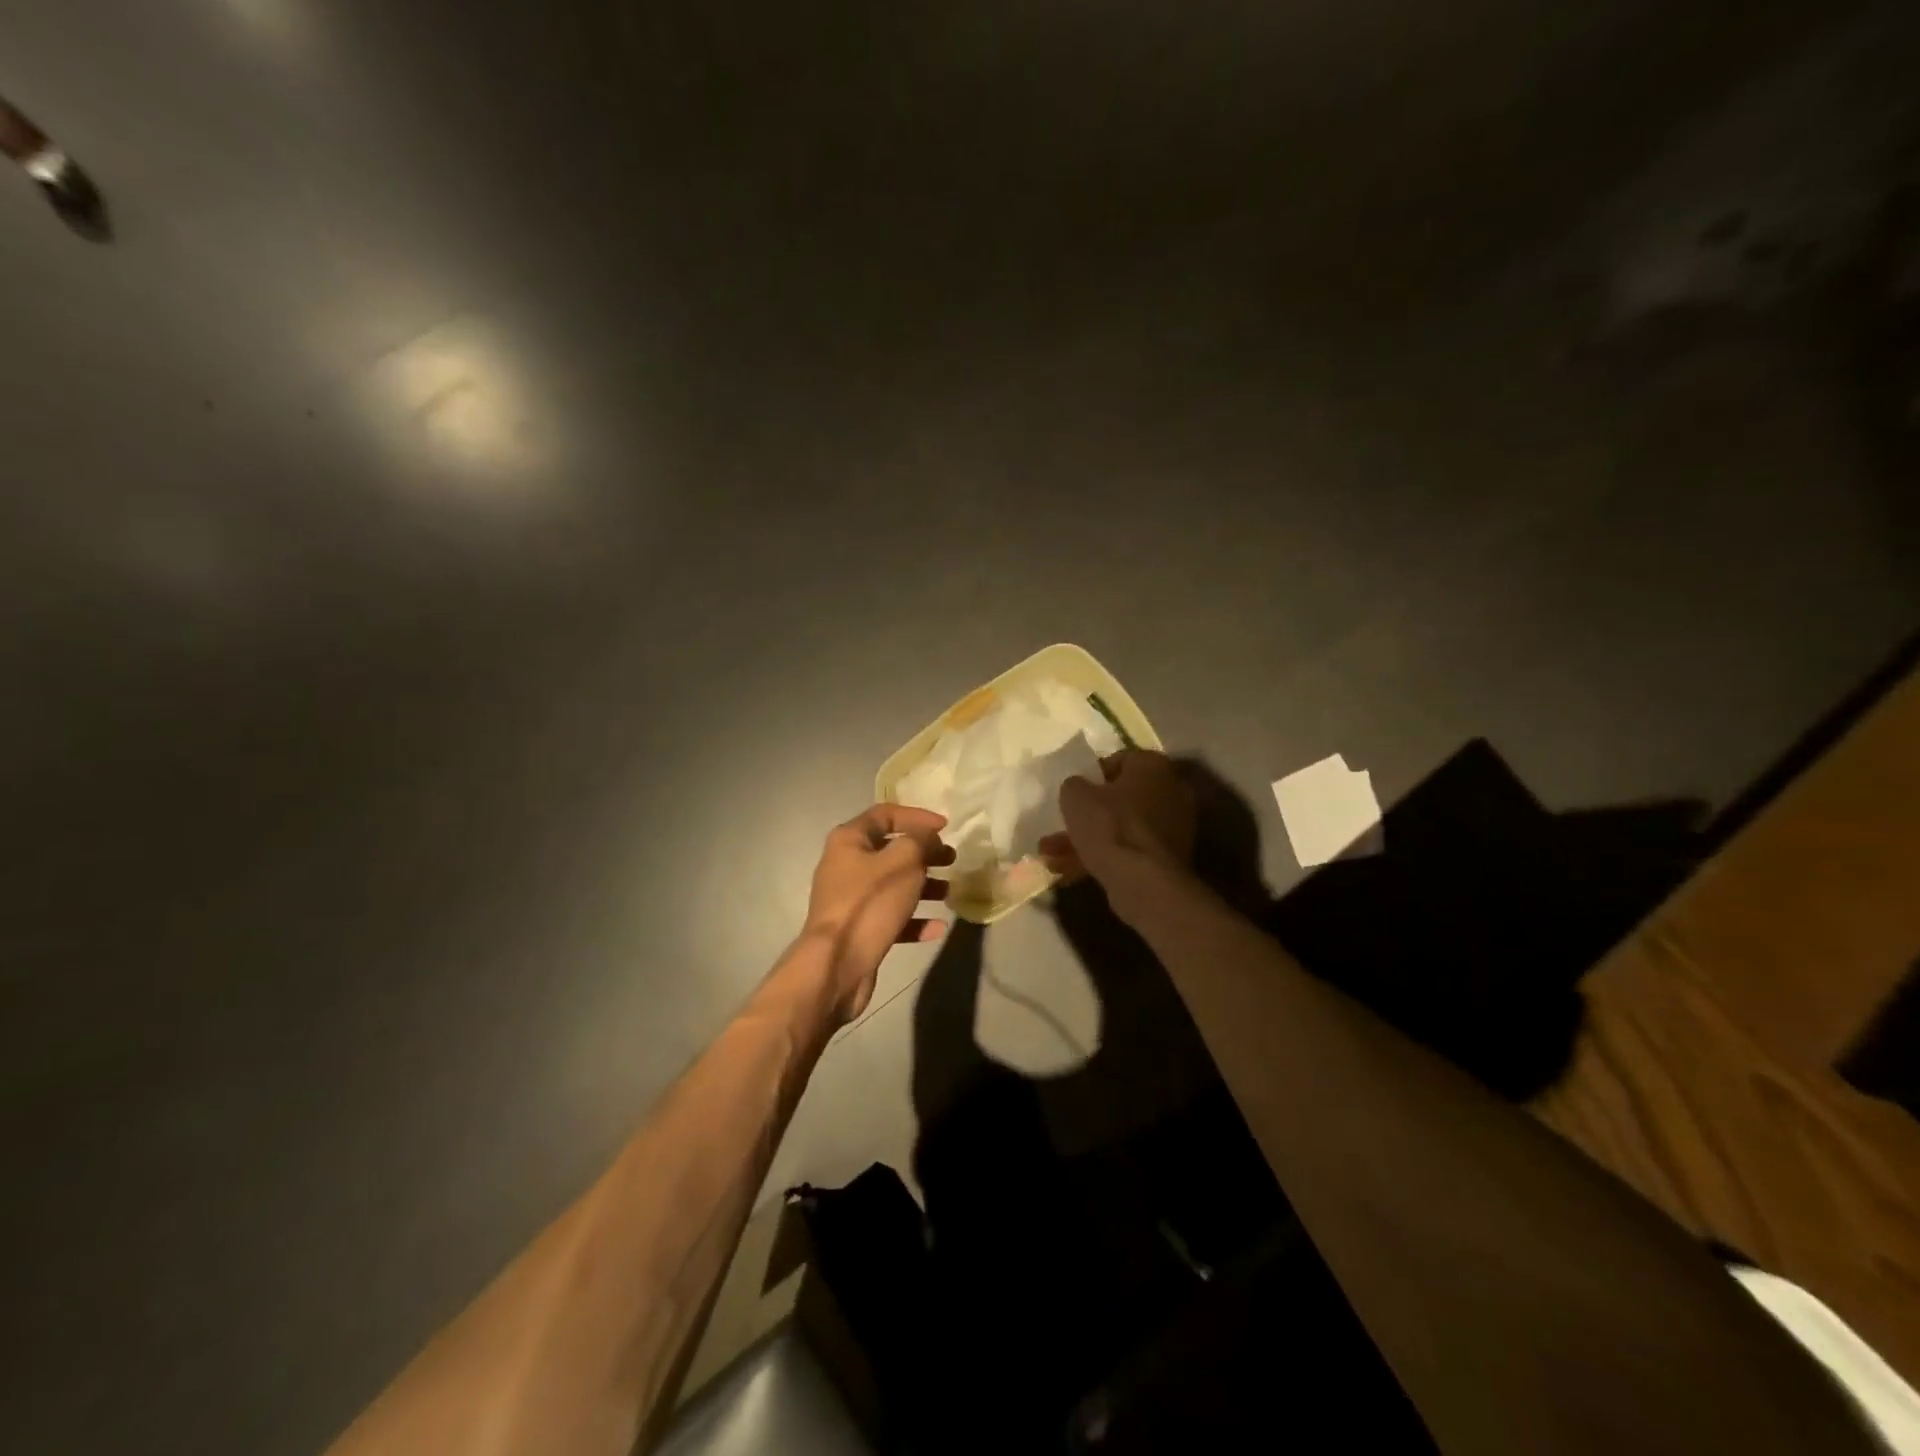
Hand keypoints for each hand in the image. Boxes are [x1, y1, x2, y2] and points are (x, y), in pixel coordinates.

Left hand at [803, 804, 953, 1019]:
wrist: (836, 965)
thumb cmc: (869, 903)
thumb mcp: (903, 861)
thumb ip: (920, 840)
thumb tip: (928, 837)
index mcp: (849, 840)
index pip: (885, 814)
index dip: (917, 816)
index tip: (946, 826)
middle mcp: (846, 865)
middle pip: (891, 850)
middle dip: (924, 853)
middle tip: (951, 859)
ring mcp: (851, 899)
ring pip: (893, 884)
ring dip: (924, 886)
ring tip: (950, 892)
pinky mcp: (859, 929)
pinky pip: (892, 916)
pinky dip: (914, 919)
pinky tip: (938, 927)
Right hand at [1039, 749, 1196, 918]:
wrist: (1142, 880)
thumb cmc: (1109, 825)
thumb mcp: (1075, 796)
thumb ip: (1074, 785)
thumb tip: (1078, 788)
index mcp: (1154, 766)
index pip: (1121, 760)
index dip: (1092, 775)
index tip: (1074, 791)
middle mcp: (1171, 791)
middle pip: (1120, 799)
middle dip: (1086, 816)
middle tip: (1059, 827)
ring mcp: (1173, 828)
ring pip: (1121, 828)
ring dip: (1086, 840)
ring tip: (1050, 856)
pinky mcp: (1167, 858)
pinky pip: (1129, 850)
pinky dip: (1104, 857)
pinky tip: (1068, 872)